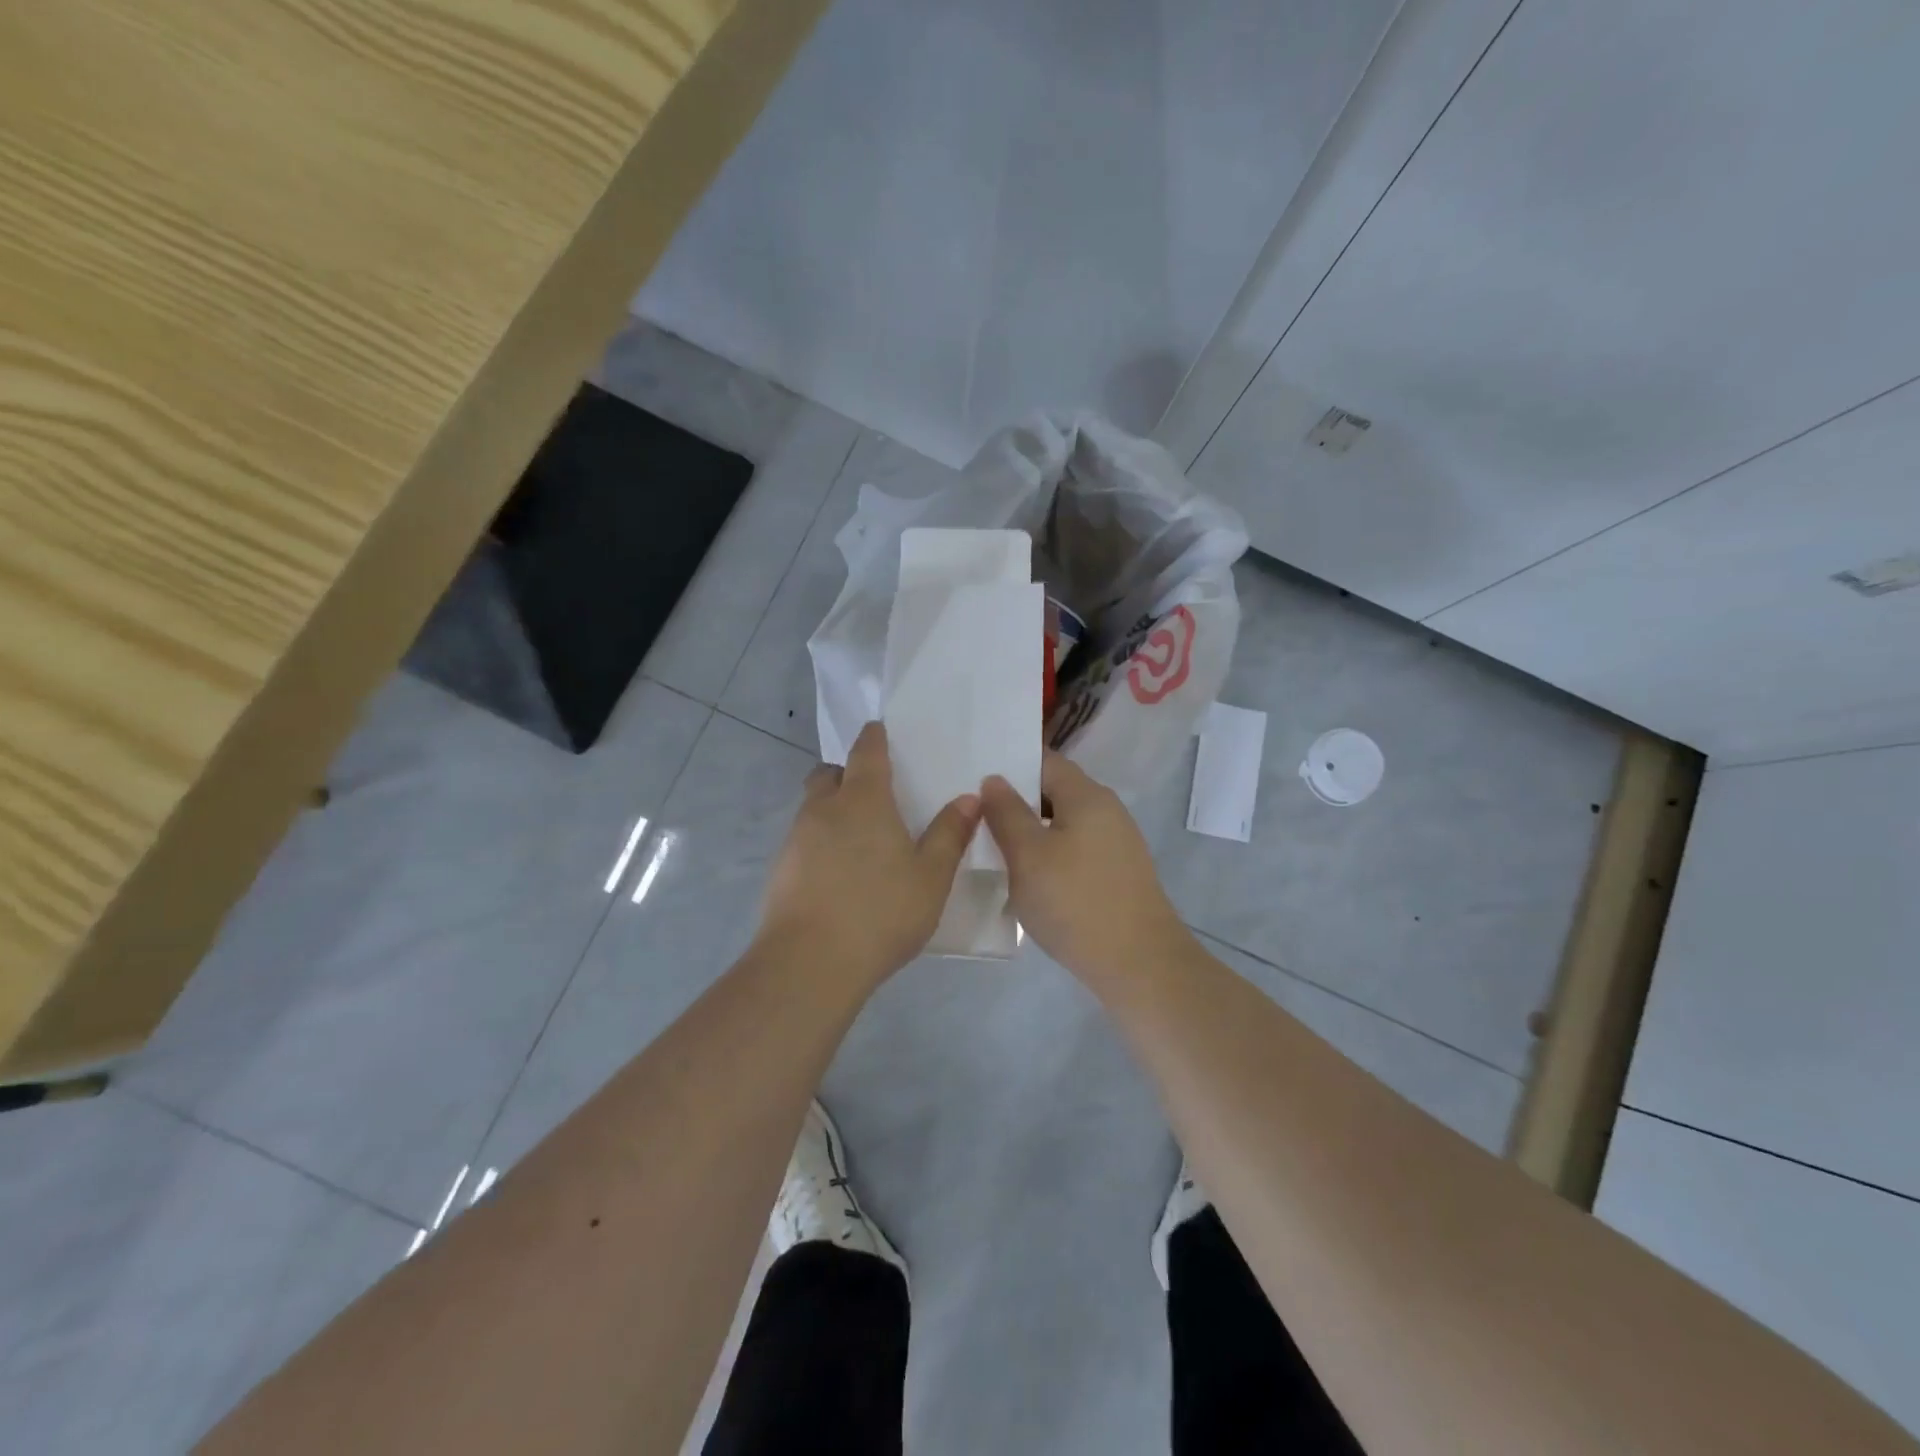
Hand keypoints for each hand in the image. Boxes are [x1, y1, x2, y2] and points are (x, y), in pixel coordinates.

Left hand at [757, 722, 980, 988]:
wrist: (809, 963)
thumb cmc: (881, 912)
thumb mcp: (930, 876)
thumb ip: (949, 834)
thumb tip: (969, 798)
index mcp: (864, 800)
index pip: (866, 751)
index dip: (874, 737)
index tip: (879, 731)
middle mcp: (824, 809)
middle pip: (829, 774)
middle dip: (847, 773)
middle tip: (873, 792)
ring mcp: (796, 839)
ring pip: (813, 808)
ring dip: (832, 810)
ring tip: (861, 839)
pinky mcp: (781, 870)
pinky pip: (803, 840)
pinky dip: (820, 843)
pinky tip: (840, 874)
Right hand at [980, 752, 1192, 985]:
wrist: (1138, 965)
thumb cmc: (1076, 902)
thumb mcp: (1027, 855)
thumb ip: (1006, 813)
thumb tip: (994, 780)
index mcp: (1087, 795)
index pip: (1044, 761)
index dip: (1009, 764)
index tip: (973, 776)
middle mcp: (1107, 810)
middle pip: (1054, 792)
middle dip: (1016, 802)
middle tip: (975, 815)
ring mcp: (1116, 844)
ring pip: (1063, 825)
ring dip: (1031, 832)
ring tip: (993, 848)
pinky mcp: (1117, 874)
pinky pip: (1075, 851)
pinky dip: (1049, 856)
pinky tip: (1028, 879)